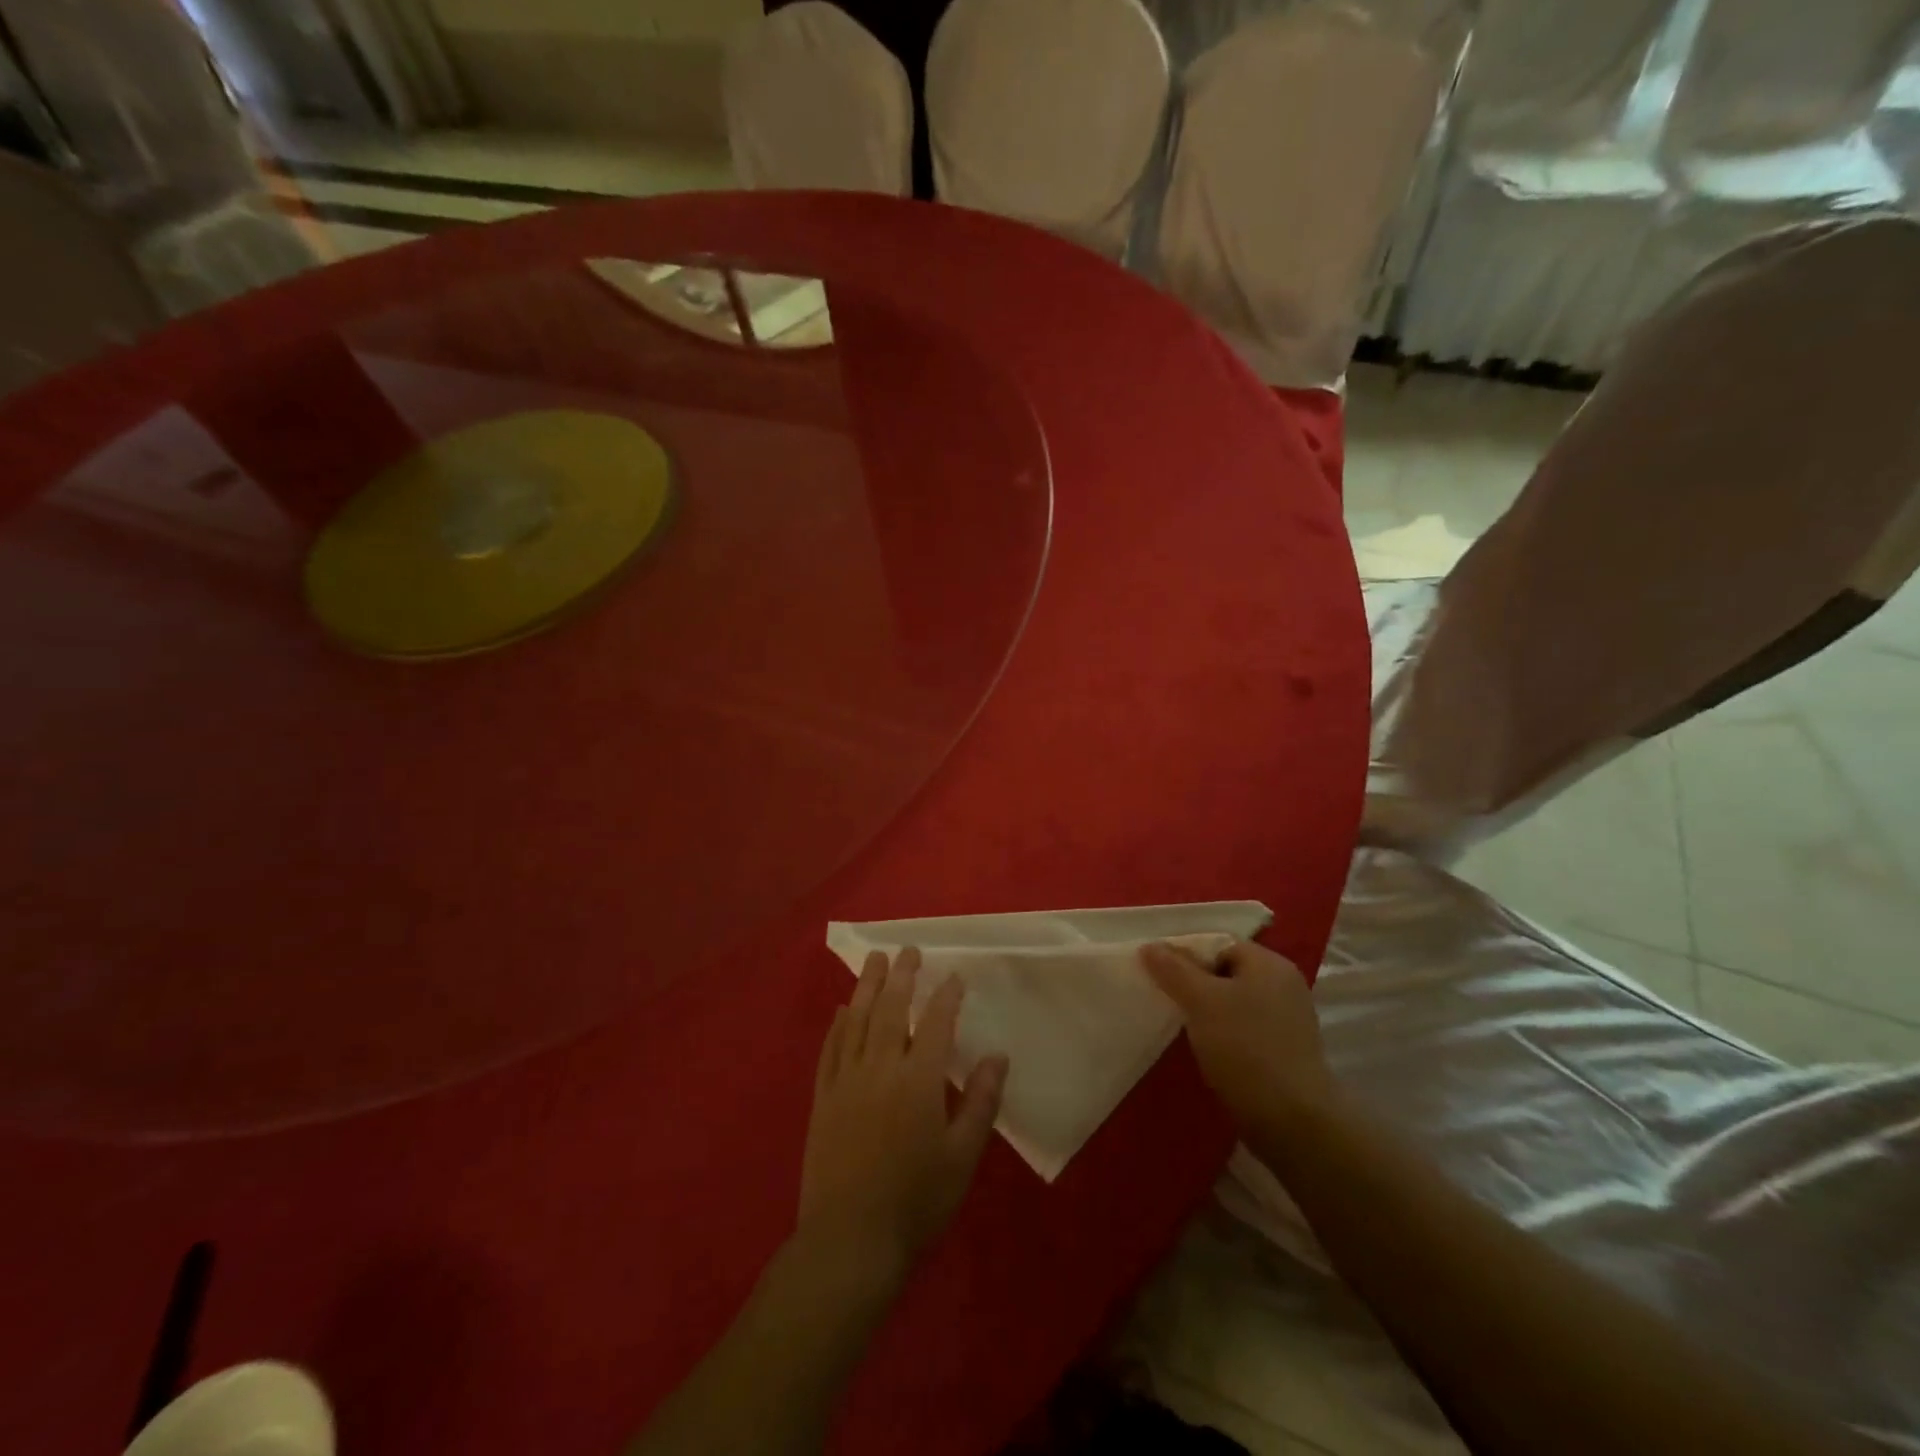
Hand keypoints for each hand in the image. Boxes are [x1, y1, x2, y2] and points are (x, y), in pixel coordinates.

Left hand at [798, 948, 1008, 1284]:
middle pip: (891, 1009)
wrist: (849, 1242)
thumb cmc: (915, 1202)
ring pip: (857, 1020)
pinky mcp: (822, 1098)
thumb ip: (980, 1102)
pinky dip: (837, 1025)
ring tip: (875, 960)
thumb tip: (996, 1056)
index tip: (954, 976)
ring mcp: (846, 1081)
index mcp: (918, 1080)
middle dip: (902, 976)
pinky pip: (830, 1049)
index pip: (934, 1023)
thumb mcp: (962, 1157)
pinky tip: (841, 1010)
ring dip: (867, 986)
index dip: (946, 997)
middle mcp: (880, 1068)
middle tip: (908, 949)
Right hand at [1140, 939, 1335, 1132]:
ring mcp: (1288, 1020)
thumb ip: (1174, 969)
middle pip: (1226, 972)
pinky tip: (1205, 1050)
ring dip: (1207, 1012)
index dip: (1186, 955)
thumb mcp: (1201, 1001)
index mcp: (1270, 964)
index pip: (1219, 944)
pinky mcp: (1285, 1051)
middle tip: (1166, 999)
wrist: (1293, 1122)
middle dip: (1194, 984)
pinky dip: (1223, 1035)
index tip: (1159, 974)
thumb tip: (1150, 945)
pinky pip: (1244, 1029)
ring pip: (1234, 1002)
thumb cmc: (1245, 1049)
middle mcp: (1284, 985)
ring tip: (1180, 1026)